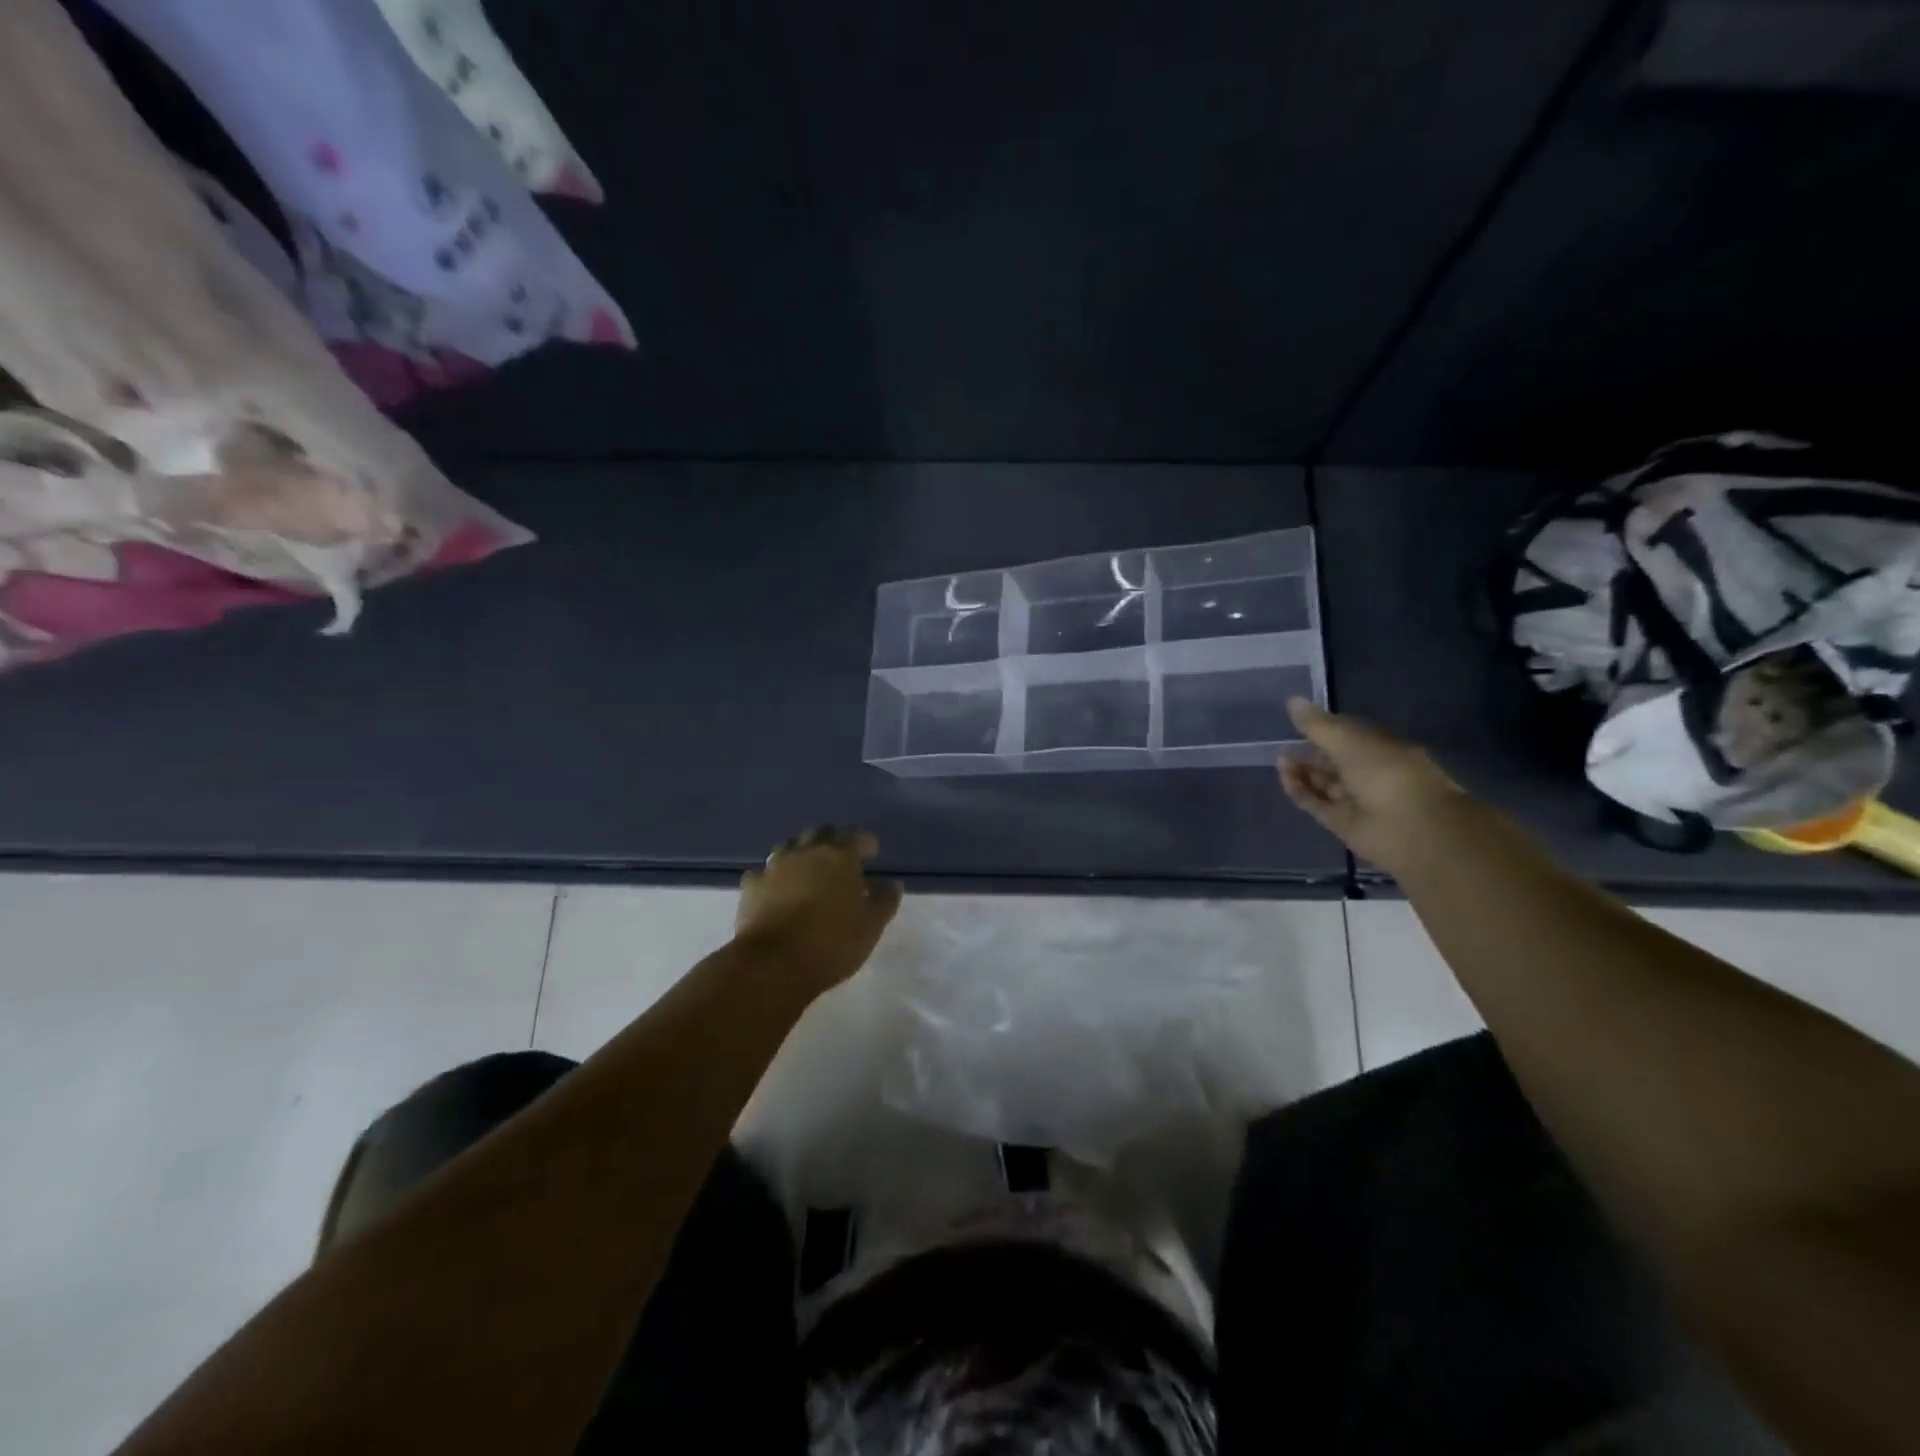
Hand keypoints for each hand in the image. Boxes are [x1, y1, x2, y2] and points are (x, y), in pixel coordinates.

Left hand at [735, 826, 903, 990]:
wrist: (772, 964)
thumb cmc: (831, 943)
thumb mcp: (871, 927)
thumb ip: (884, 901)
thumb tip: (892, 884)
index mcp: (840, 857)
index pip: (857, 835)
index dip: (866, 842)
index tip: (871, 853)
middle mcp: (806, 852)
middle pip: (821, 833)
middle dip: (832, 842)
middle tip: (840, 860)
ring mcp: (775, 866)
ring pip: (790, 846)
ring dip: (801, 853)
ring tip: (807, 871)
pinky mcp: (751, 886)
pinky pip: (764, 873)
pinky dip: (773, 878)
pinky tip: (776, 891)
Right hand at [1278, 699, 1467, 870]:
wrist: (1410, 828)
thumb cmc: (1385, 774)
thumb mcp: (1349, 741)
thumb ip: (1318, 725)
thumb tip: (1292, 700)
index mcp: (1382, 749)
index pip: (1351, 736)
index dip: (1327, 729)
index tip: (1302, 722)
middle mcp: (1371, 774)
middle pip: (1336, 761)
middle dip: (1311, 752)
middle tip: (1284, 743)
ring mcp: (1357, 800)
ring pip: (1324, 783)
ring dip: (1303, 771)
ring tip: (1280, 758)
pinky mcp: (1342, 823)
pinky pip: (1316, 803)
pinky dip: (1300, 791)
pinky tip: (1284, 776)